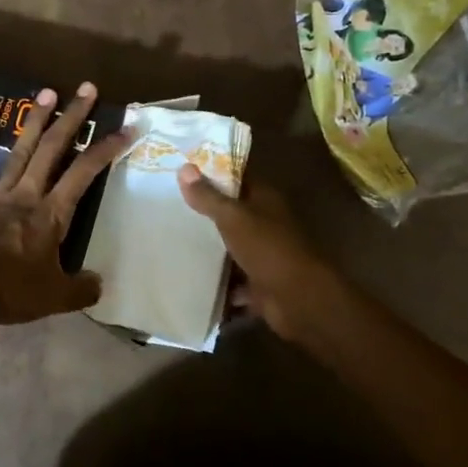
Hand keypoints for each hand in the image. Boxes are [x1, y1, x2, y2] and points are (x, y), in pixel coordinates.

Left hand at [0, 83, 127, 333]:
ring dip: (35, 121)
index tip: (125, 129)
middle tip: (86, 89)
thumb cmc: (10, 291)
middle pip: (53, 149)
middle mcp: (27, 195)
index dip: (106, 149)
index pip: (84, 173)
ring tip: (47, 93)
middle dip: (72, 118)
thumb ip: (82, 288)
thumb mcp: (56, 297)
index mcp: (51, 214)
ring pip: (21, 151)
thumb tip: (99, 283)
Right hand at [176, 167, 342, 344]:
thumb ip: (208, 197)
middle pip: (232, 214)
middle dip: (204, 214)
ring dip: (208, 251)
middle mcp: (266, 224)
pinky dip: (216, 285)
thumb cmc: (268, 248)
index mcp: (265, 201)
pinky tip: (189, 281)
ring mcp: (263, 255)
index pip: (237, 179)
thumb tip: (184, 167)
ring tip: (171, 244)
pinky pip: (232, 282)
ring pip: (231, 248)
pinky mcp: (259, 285)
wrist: (299, 300)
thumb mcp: (233, 218)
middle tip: (168, 208)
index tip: (181, 173)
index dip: (212, 174)